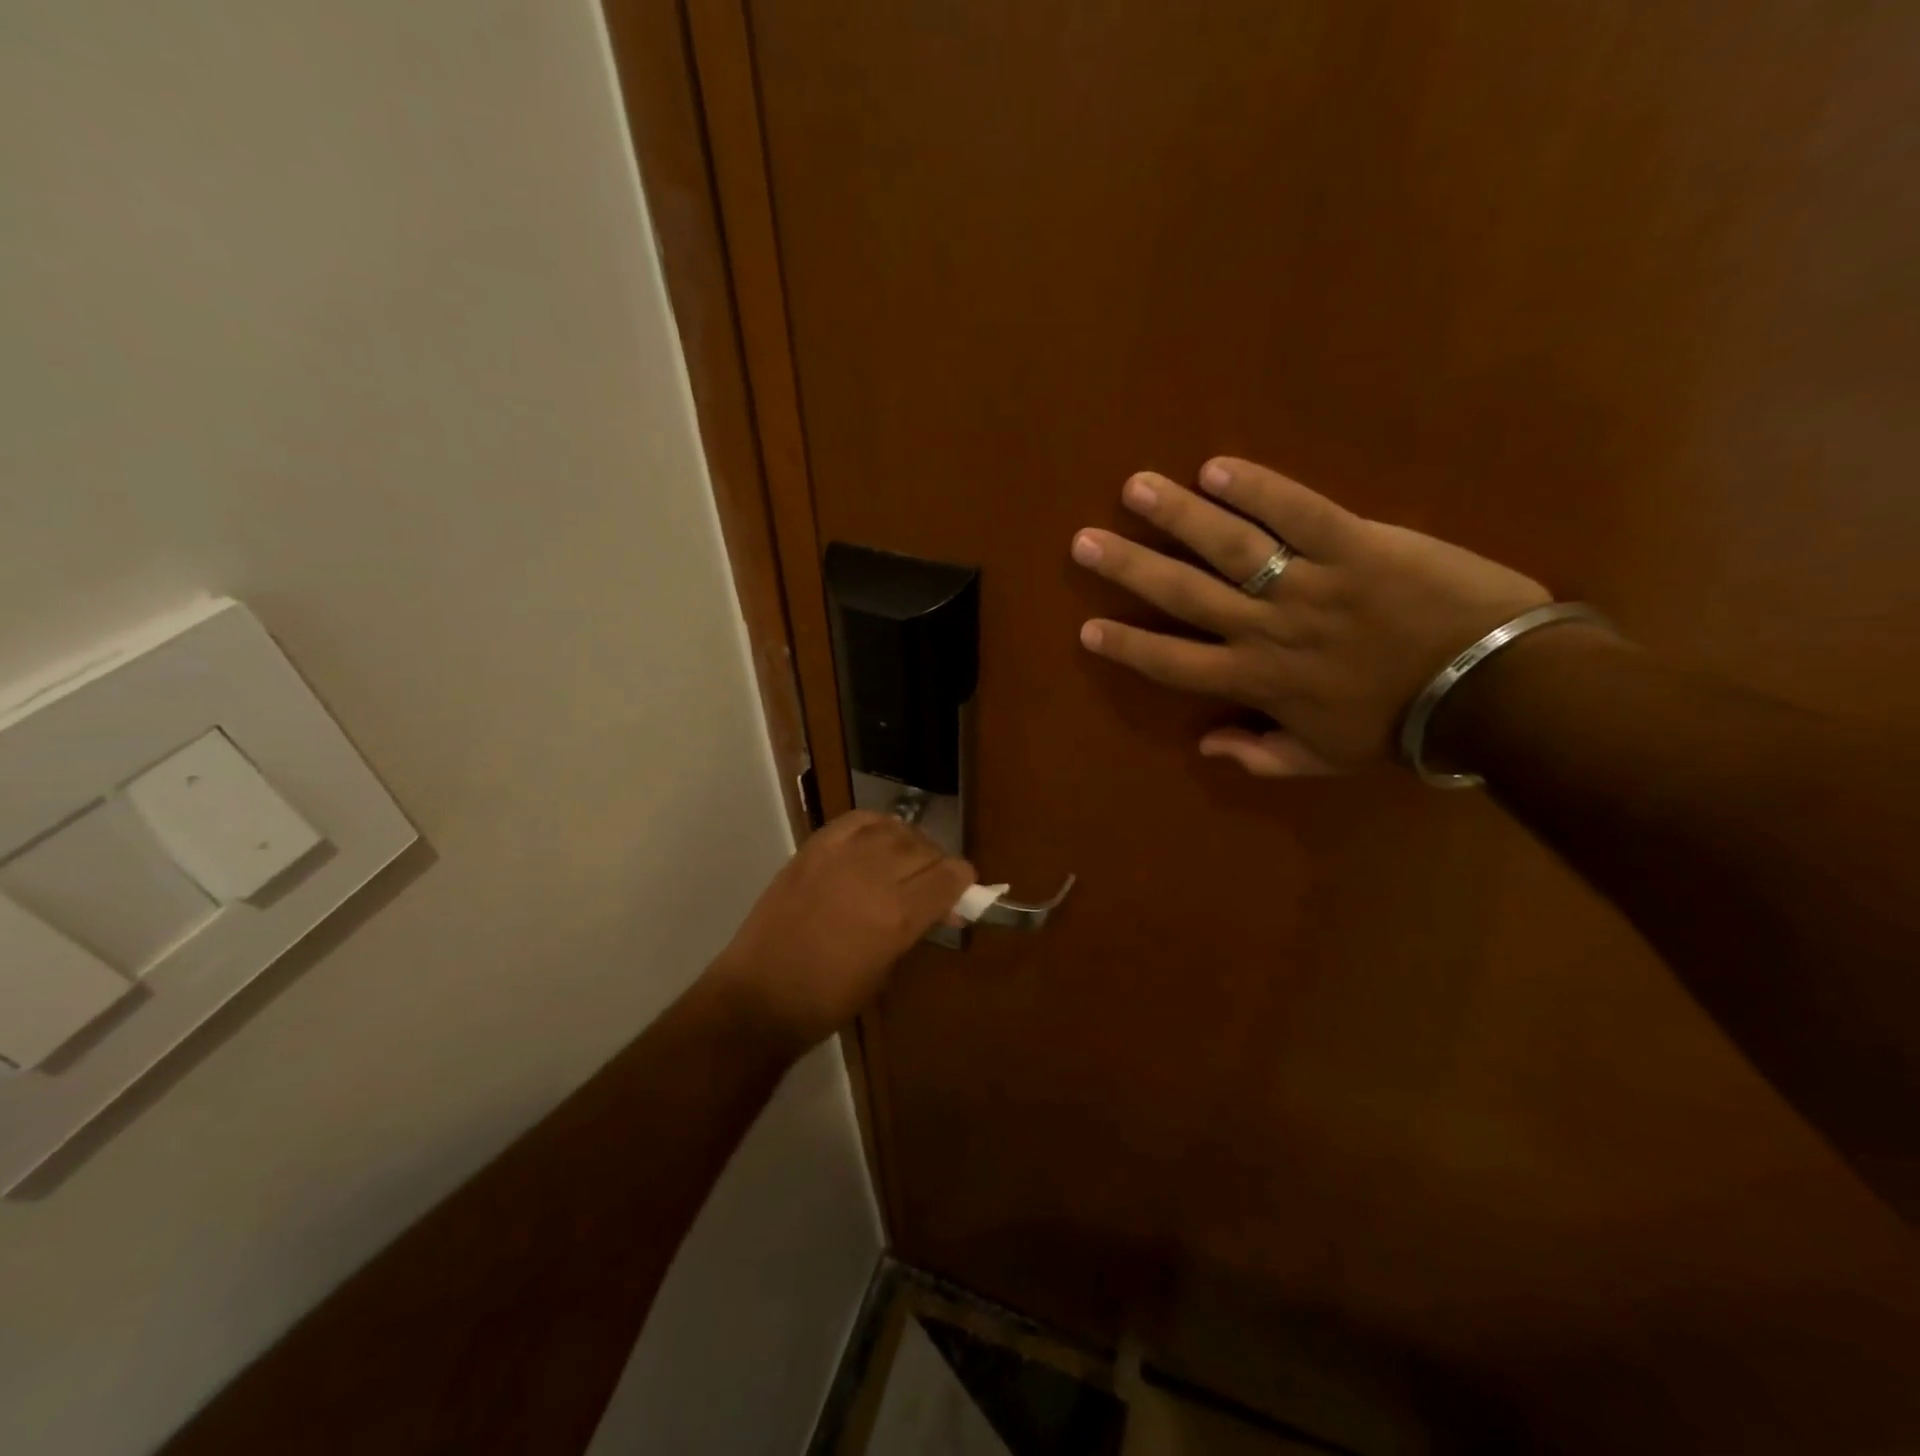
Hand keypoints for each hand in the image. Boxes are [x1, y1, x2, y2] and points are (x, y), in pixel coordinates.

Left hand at [705, 811, 973, 1050]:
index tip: (962, 888)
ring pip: (894, 829)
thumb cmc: (828, 999)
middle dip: (938, 862)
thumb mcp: (886, 971)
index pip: (949, 876)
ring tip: (905, 858)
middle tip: (934, 879)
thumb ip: (915, 929)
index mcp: (898, 915)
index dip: (963, 880)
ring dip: (909, 842)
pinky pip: (855, 821)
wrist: (760, 997)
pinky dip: (875, 826)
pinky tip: (877, 839)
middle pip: (925, 848)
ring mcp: (840, 857)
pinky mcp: (813, 849)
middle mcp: (874, 876)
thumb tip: (941, 909)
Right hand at [1071, 457, 1550, 774]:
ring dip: (1177, 516)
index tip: (1087, 628)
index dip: (1128, 646)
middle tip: (1084, 542)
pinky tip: (1217, 468)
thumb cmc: (1401, 727)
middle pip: (1184, 595)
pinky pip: (1299, 512)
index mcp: (1257, 681)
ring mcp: (1310, 583)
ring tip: (1136, 488)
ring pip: (1229, 546)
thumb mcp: (1325, 758)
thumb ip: (1261, 756)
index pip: (1173, 664)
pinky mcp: (1357, 544)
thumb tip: (1205, 747)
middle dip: (1130, 568)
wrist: (1493, 691)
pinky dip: (1259, 488)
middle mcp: (1267, 629)